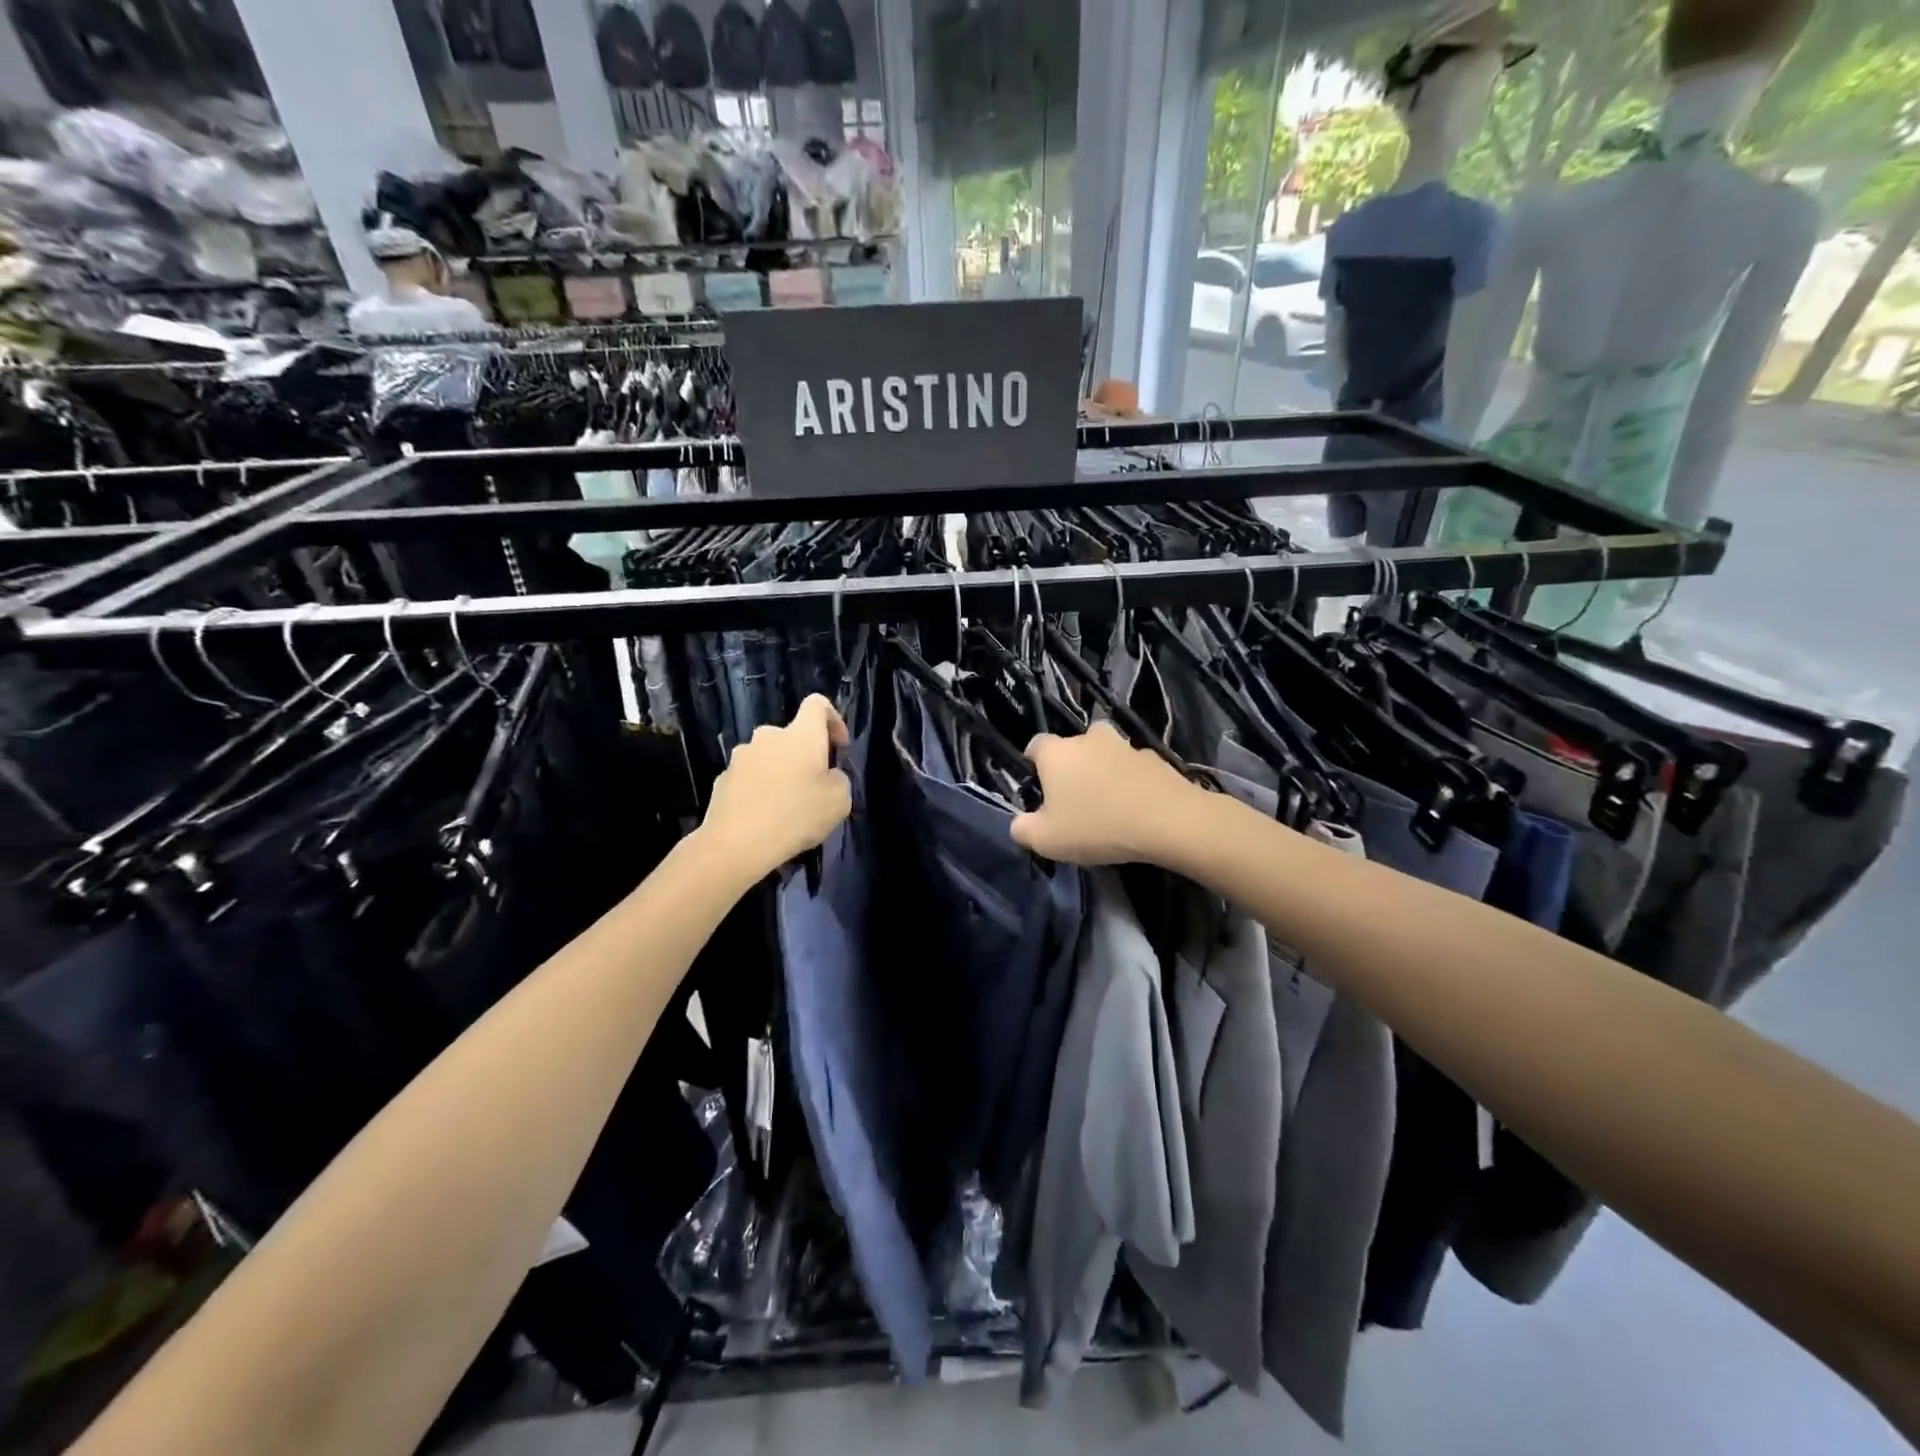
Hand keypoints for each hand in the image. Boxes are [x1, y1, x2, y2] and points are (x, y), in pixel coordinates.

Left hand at [701, 695, 851, 877]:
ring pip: (769, 756)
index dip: (833, 719)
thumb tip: (827, 775)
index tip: (839, 747)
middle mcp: (769, 736)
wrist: (736, 844)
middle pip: (792, 735)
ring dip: (780, 772)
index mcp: (801, 735)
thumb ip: (838, 779)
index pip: (818, 704)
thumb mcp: (839, 801)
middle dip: (805, 755)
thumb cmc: (796, 816)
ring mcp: (742, 756)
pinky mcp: (723, 778)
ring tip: (786, 806)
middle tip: (813, 787)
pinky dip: (760, 789)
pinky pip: (750, 777)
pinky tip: (763, 817)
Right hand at [1010, 722, 1201, 865]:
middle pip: (1072, 748)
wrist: (1168, 821)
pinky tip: (1136, 809)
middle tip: (1075, 801)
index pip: (1035, 746)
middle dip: (1072, 768)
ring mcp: (1124, 744)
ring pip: (1105, 755)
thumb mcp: (1046, 840)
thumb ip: (1022, 829)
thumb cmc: (1097, 826)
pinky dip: (1130, 782)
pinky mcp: (1155, 757)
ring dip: (1103, 773)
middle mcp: (1088, 737)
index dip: (1034, 767)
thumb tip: (1019, 823)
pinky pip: (1133, 768)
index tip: (1040, 792)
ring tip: (1108, 806)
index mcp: (1056, 752)